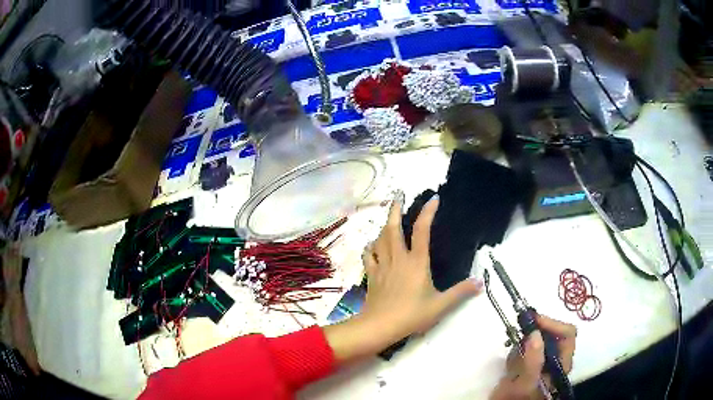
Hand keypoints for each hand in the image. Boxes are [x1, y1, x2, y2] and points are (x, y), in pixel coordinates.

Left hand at [324, 191, 482, 362]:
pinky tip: (372, 245)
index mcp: (416, 262)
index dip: (428, 212)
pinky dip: (371, 247)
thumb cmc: (412, 314)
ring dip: (384, 225)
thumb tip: (480, 282)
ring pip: (380, 238)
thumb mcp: (441, 305)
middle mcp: (398, 258)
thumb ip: (460, 292)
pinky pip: (369, 255)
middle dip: (395, 209)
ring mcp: (382, 265)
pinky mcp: (372, 275)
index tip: (433, 198)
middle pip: (393, 227)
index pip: (422, 230)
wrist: (380, 326)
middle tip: (398, 195)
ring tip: (388, 219)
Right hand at [490, 315, 576, 399]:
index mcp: (561, 363)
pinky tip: (510, 363)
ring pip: (539, 339)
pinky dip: (517, 349)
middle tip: (519, 329)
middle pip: (553, 334)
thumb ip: (532, 361)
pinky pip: (526, 348)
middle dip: (537, 330)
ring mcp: (541, 362)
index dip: (553, 324)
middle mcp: (555, 360)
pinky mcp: (529, 364)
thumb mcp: (525, 383)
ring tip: (512, 353)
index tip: (532, 321)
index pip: (567, 334)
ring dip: (525, 340)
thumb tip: (535, 333)